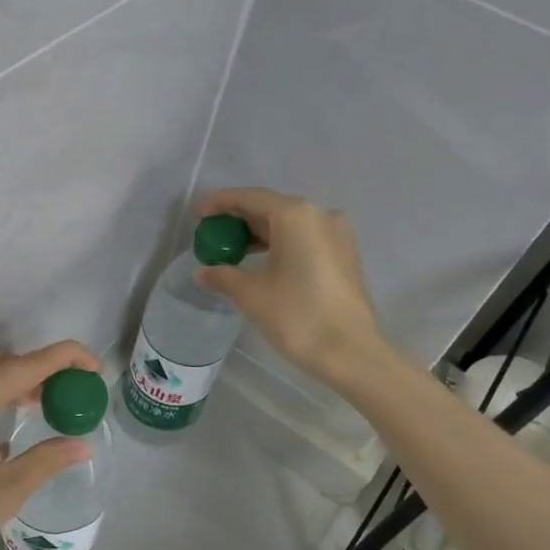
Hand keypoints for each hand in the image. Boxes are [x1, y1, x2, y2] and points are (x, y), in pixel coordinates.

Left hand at [0, 342, 102, 549]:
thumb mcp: (7, 491)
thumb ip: (48, 459)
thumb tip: (84, 445)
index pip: (30, 363)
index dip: (68, 359)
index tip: (95, 370)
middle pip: (3, 361)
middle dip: (39, 371)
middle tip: (66, 397)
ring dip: (12, 383)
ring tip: (40, 410)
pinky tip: (2, 432)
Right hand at [194, 188, 384, 385]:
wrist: (351, 352)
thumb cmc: (298, 316)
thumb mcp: (252, 294)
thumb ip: (223, 276)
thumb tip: (204, 272)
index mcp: (295, 216)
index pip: (250, 198)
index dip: (220, 203)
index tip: (197, 215)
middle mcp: (319, 215)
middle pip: (270, 208)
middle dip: (239, 220)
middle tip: (212, 235)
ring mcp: (337, 234)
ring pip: (289, 225)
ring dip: (259, 234)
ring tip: (232, 252)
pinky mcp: (345, 255)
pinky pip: (305, 239)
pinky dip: (280, 244)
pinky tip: (262, 263)